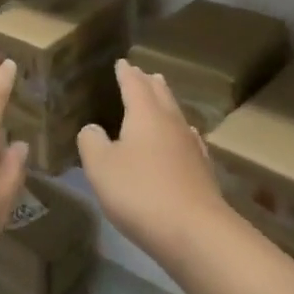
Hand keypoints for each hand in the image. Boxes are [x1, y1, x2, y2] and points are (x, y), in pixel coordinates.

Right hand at [78, 60, 227, 266]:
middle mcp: (171, 123)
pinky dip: (180, 132)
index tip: (122, 63)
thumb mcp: (101, 167)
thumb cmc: (140, 192)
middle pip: (161, 95)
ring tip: (161, 98)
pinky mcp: (202, 170)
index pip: (134, 85)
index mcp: (145, 115)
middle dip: (149, 83)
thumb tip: (92, 128)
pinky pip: (188, 139)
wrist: (194, 231)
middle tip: (143, 73)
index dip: (126, 74)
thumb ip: (91, 143)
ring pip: (176, 116)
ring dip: (166, 104)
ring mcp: (191, 146)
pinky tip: (184, 138)